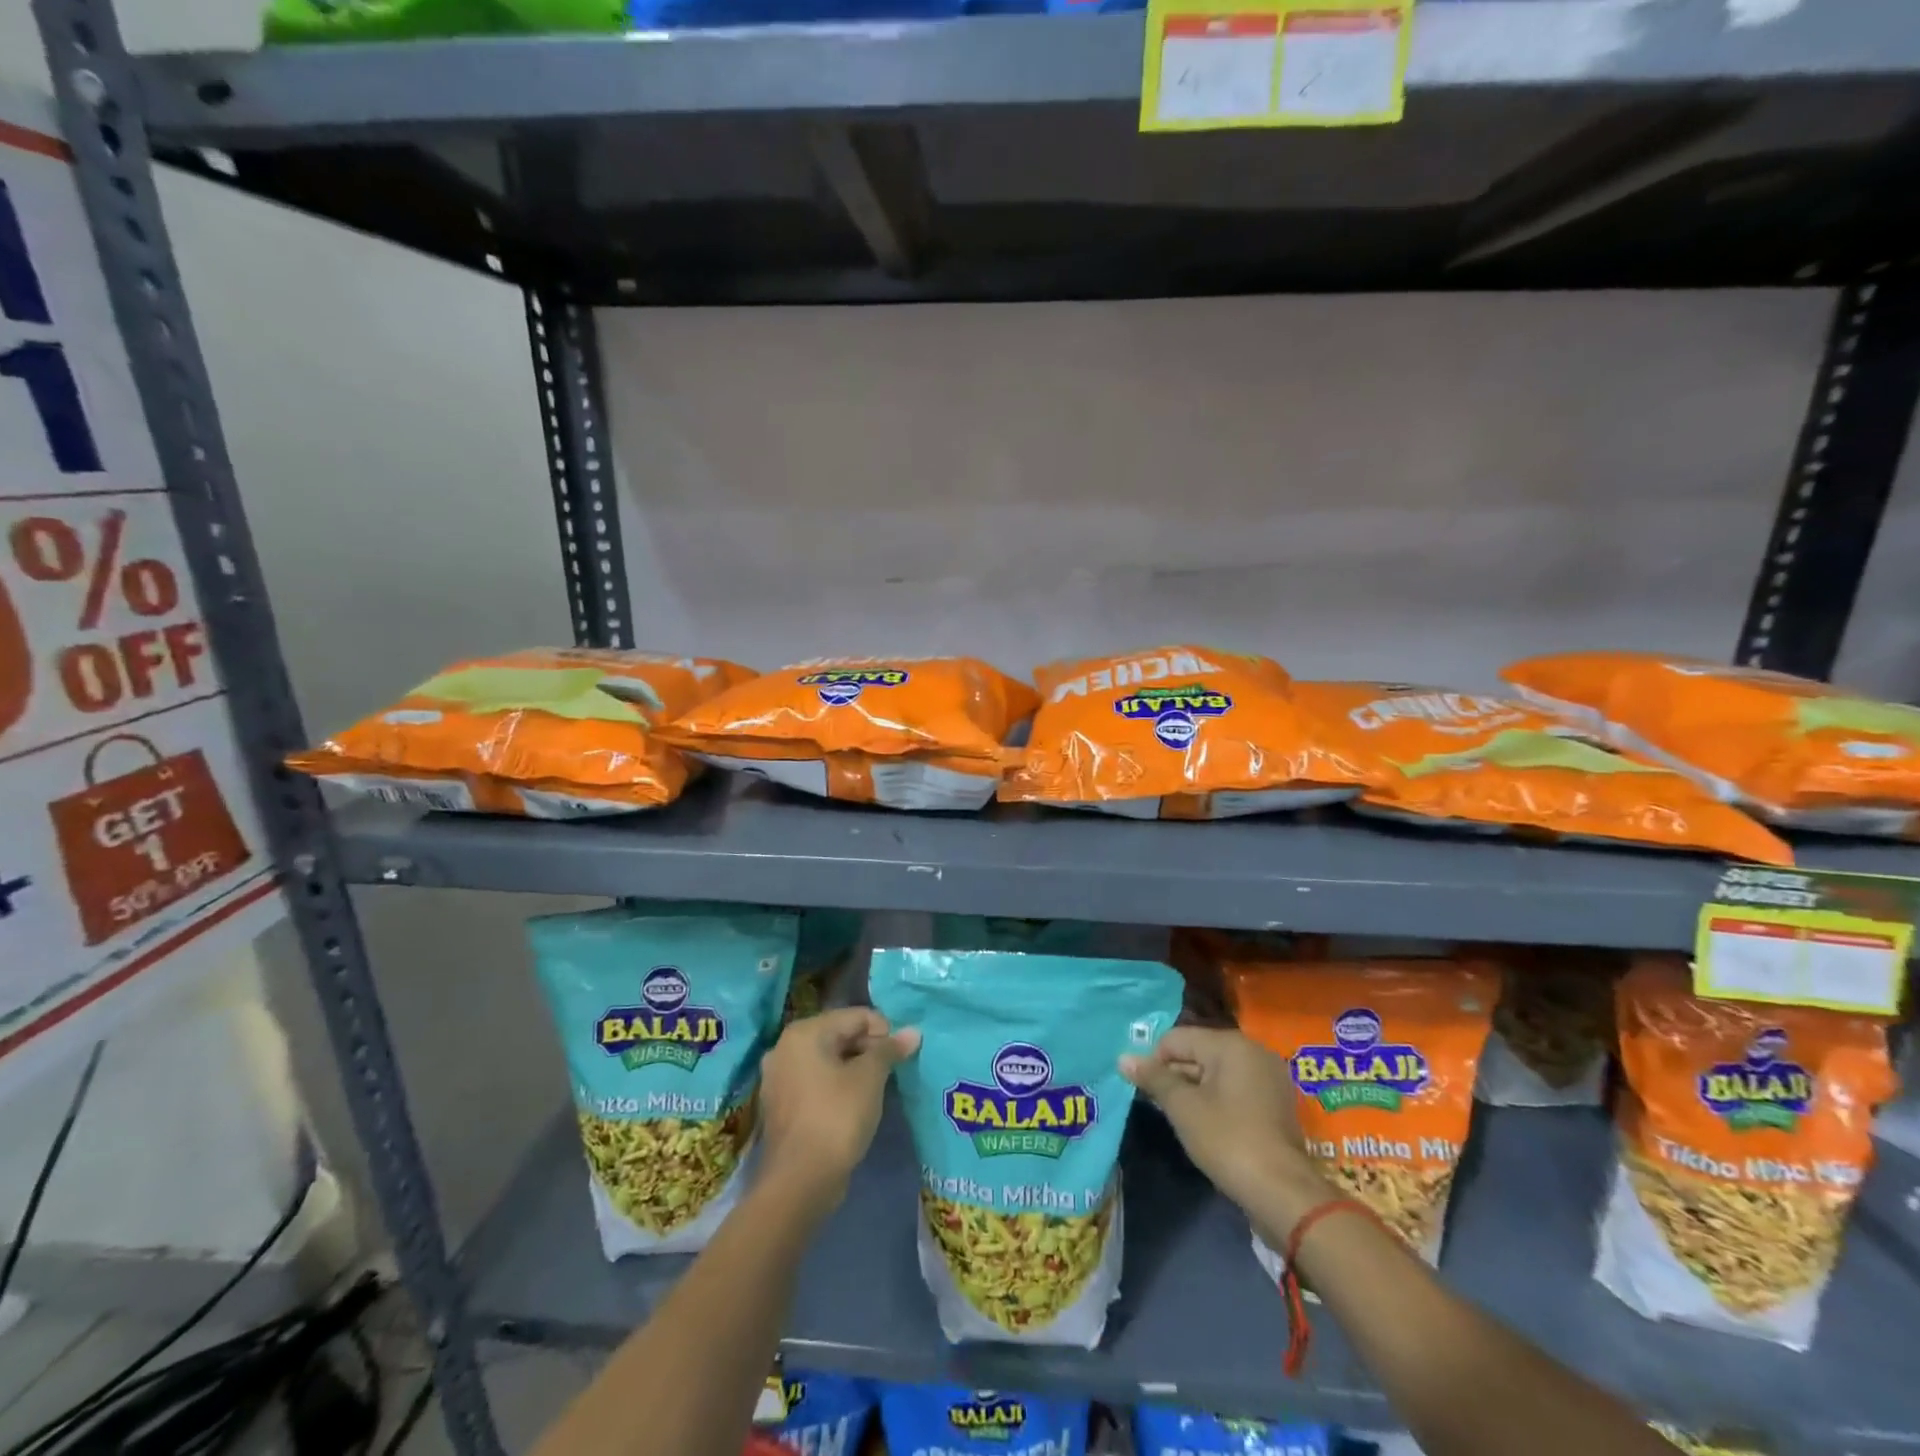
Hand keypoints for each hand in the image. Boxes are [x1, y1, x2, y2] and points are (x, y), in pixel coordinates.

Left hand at [757, 1007, 918, 1218]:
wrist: (799, 1182)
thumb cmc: (837, 1117)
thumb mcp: (870, 1078)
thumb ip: (890, 1050)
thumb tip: (913, 1032)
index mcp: (805, 1032)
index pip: (855, 1016)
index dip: (884, 1031)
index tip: (902, 1055)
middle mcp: (785, 1047)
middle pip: (839, 1034)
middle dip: (868, 1049)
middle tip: (892, 1073)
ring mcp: (778, 1077)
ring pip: (827, 1060)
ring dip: (853, 1068)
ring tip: (877, 1089)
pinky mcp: (780, 1104)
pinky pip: (815, 1082)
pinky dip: (835, 1086)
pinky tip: (853, 1105)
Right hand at [1122, 1027, 1332, 1235]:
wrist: (1282, 1193)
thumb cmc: (1227, 1140)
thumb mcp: (1183, 1107)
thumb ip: (1154, 1078)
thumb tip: (1123, 1058)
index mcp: (1230, 1044)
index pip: (1177, 1039)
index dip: (1154, 1061)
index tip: (1144, 1091)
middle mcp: (1253, 1051)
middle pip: (1198, 1052)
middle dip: (1174, 1075)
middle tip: (1158, 1105)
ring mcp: (1269, 1076)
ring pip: (1217, 1072)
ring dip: (1194, 1089)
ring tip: (1179, 1117)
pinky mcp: (1276, 1102)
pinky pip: (1236, 1088)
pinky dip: (1217, 1100)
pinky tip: (1207, 1125)